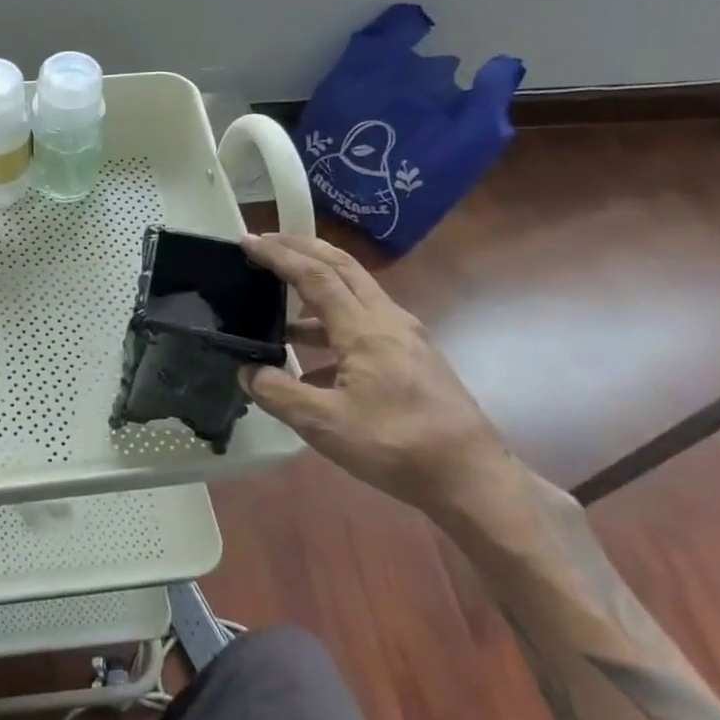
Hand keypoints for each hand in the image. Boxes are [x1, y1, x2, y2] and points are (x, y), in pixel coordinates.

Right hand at [242, 233, 514, 512]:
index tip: (247, 241)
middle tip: (265, 241)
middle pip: (342, 266)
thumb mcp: (325, 425)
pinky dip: (331, 320)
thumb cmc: (397, 445)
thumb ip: (279, 393)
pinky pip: (365, 320)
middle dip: (301, 248)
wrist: (473, 478)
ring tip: (279, 298)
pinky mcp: (413, 356)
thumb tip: (248, 371)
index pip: (315, 276)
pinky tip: (312, 357)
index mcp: (365, 328)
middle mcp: (388, 319)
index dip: (279, 255)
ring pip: (356, 291)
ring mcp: (406, 336)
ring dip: (317, 283)